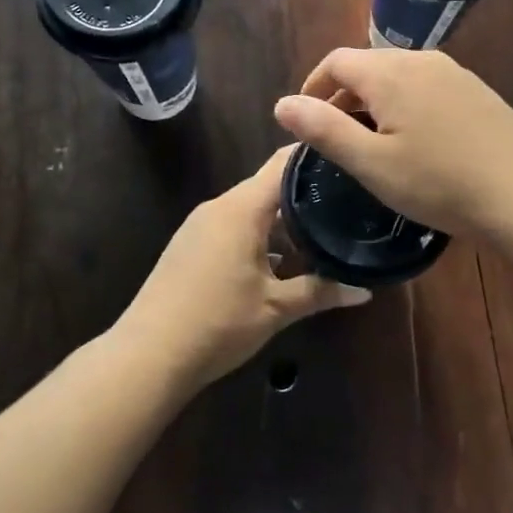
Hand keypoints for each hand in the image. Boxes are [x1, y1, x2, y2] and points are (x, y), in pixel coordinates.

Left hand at [116, 146, 370, 388]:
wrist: (147, 356)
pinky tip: (280, 260)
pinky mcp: (190, 245)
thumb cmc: (218, 323)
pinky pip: (232, 225)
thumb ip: (321, 292)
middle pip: (268, 185)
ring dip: (281, 218)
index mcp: (242, 209)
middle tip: (345, 199)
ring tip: (321, 230)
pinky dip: (259, 234)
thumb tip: (365, 290)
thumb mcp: (276, 308)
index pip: (283, 163)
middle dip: (305, 192)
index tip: (347, 156)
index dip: (314, 155)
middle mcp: (219, 206)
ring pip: (250, 208)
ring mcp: (200, 225)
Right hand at [273, 48, 512, 237]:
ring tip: (371, 141)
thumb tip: (281, 104)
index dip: (313, 87)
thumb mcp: (371, 163)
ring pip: (398, 75)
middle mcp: (422, 60)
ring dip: (375, 100)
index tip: (305, 120)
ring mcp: (454, 72)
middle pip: (368, 65)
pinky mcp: (476, 90)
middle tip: (335, 137)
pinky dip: (405, 104)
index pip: (336, 61)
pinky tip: (415, 141)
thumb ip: (324, 130)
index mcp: (390, 72)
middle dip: (343, 94)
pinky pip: (426, 86)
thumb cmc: (440, 183)